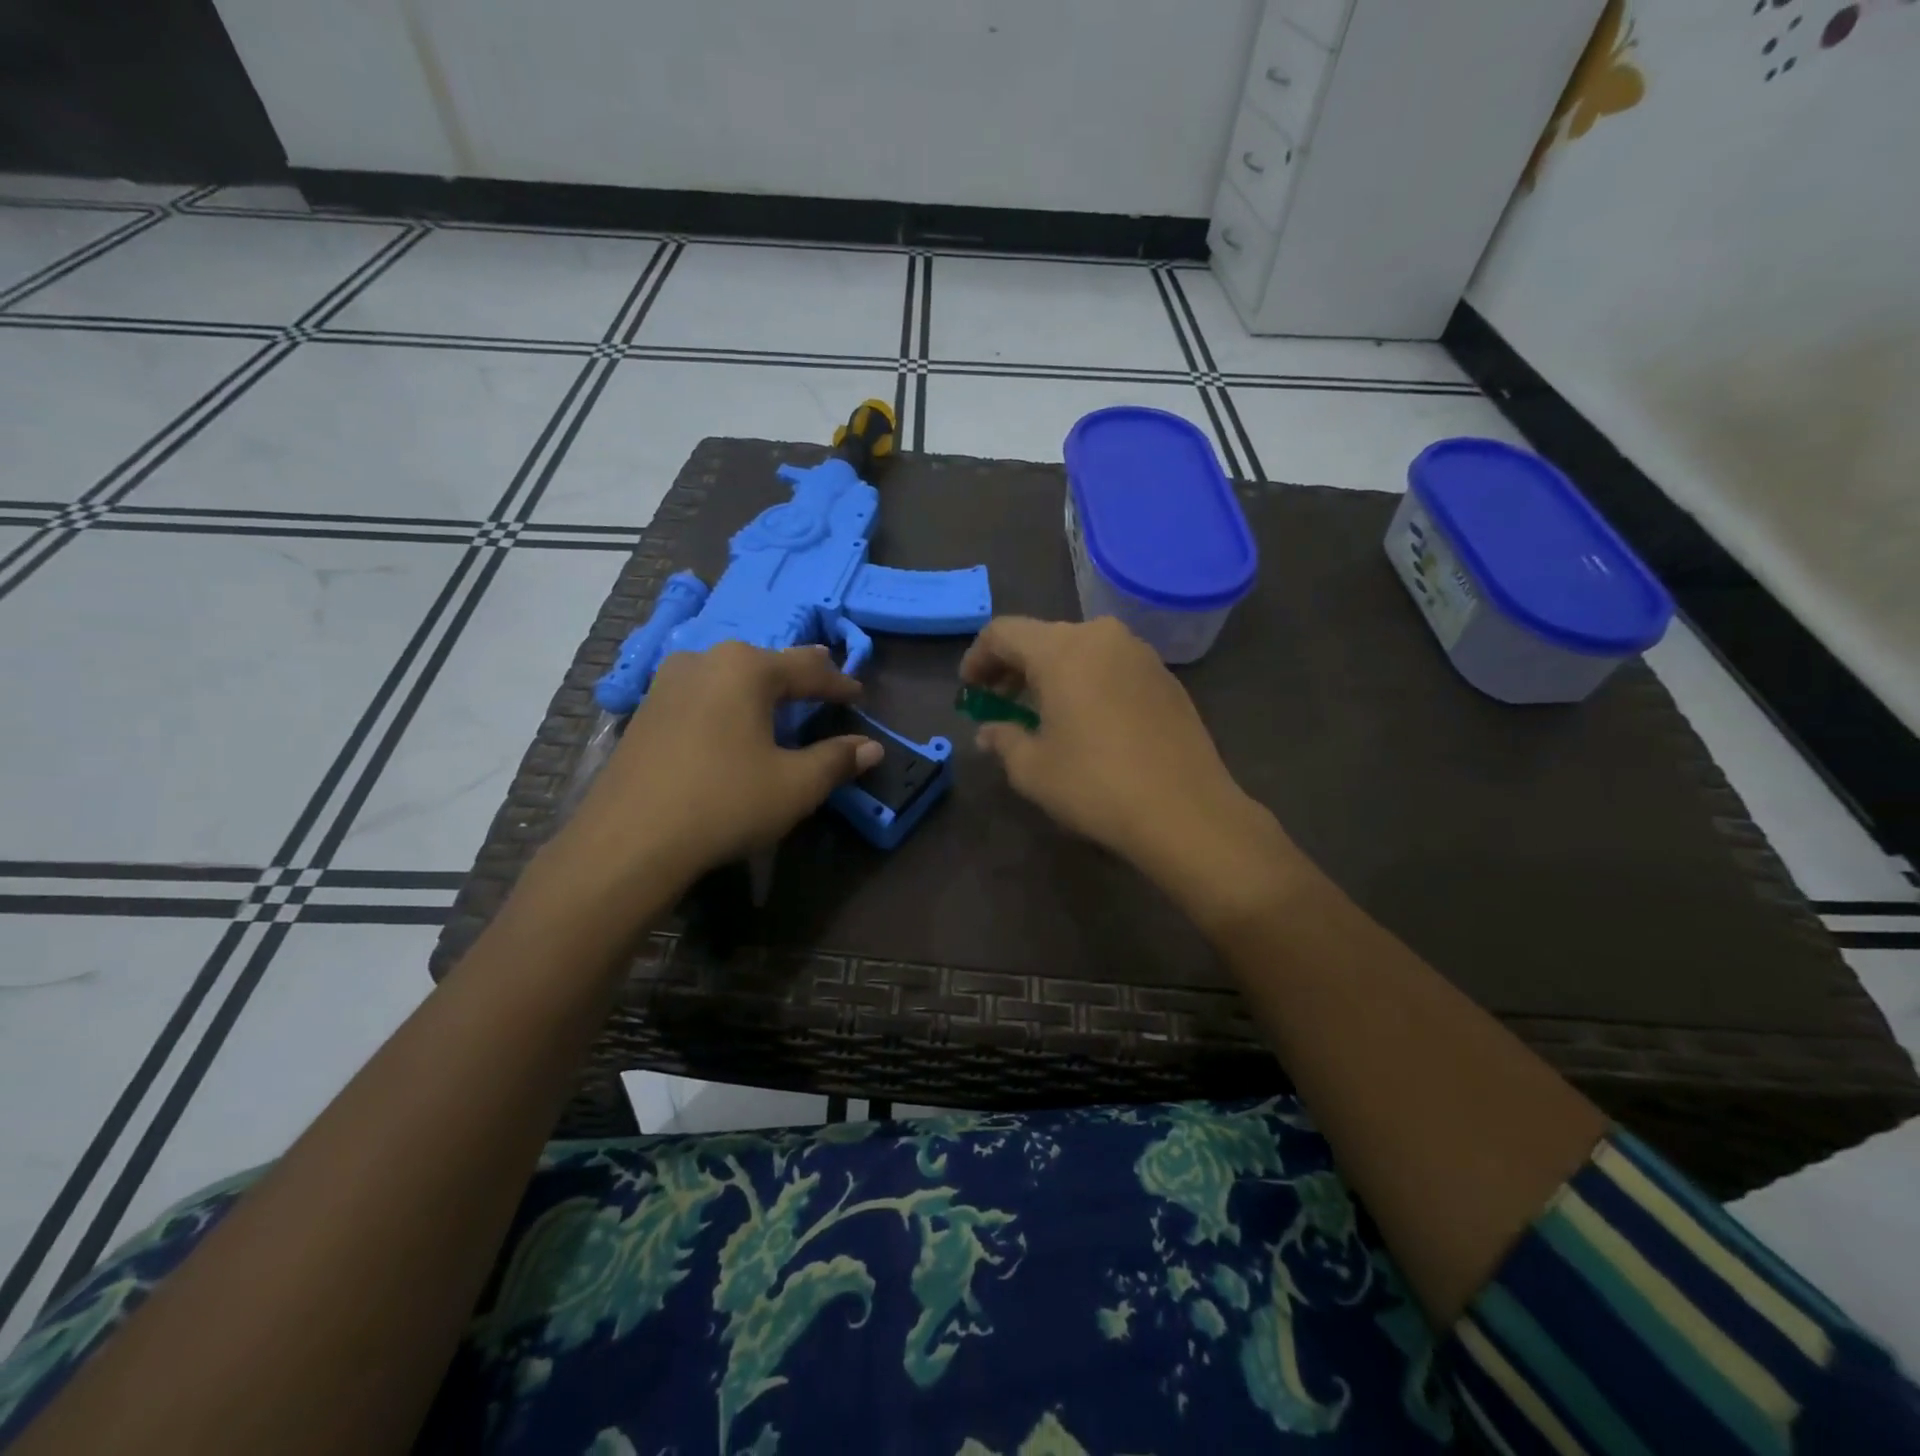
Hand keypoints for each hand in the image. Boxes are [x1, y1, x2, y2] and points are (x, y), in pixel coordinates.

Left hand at [549, 642, 881, 892]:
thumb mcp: (795, 786)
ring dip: (759, 684)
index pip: (808, 669)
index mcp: (746, 668)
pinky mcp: (645, 711)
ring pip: (729, 674)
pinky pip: (702, 694)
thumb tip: (872, 748)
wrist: (628, 841)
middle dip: (799, 672)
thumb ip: (837, 760)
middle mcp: (705, 661)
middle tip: (824, 673)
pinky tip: (730, 717)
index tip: (859, 694)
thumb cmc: (725, 803)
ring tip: (779, 690)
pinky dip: (728, 701)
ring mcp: (668, 683)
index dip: (839, 683)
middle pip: (766, 662)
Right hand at [960, 616, 1302, 926]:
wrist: (1186, 811)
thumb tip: (990, 732)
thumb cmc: (1096, 785)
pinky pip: (1111, 666)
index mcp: (1062, 649)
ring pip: (1080, 649)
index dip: (977, 658)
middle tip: (999, 702)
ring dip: (1051, 673)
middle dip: (1013, 666)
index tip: (969, 690)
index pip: (1003, 632)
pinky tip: (1086, 719)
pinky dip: (1087, 681)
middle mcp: (1102, 637)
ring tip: (1042, 711)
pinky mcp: (1165, 677)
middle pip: (1042, 637)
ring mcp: (1140, 654)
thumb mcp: (1033, 769)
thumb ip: (1003, 739)